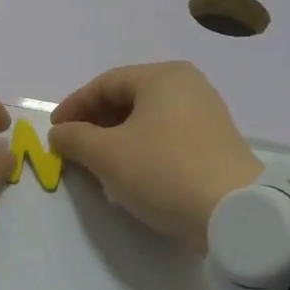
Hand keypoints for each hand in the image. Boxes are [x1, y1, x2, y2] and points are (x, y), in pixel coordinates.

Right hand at [48, 62, 262, 251]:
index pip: (105, 83)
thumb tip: (59, 134)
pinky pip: (166, 138)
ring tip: (97, 165)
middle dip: (94, 124)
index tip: (55, 132)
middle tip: (73, 149)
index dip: (74, 106)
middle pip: (127, 99)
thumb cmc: (163, 171)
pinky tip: (130, 175)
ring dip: (115, 139)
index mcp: (163, 76)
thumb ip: (74, 138)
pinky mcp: (215, 145)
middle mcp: (188, 86)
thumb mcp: (107, 154)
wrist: (235, 213)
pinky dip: (141, 150)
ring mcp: (206, 115)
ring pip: (146, 120)